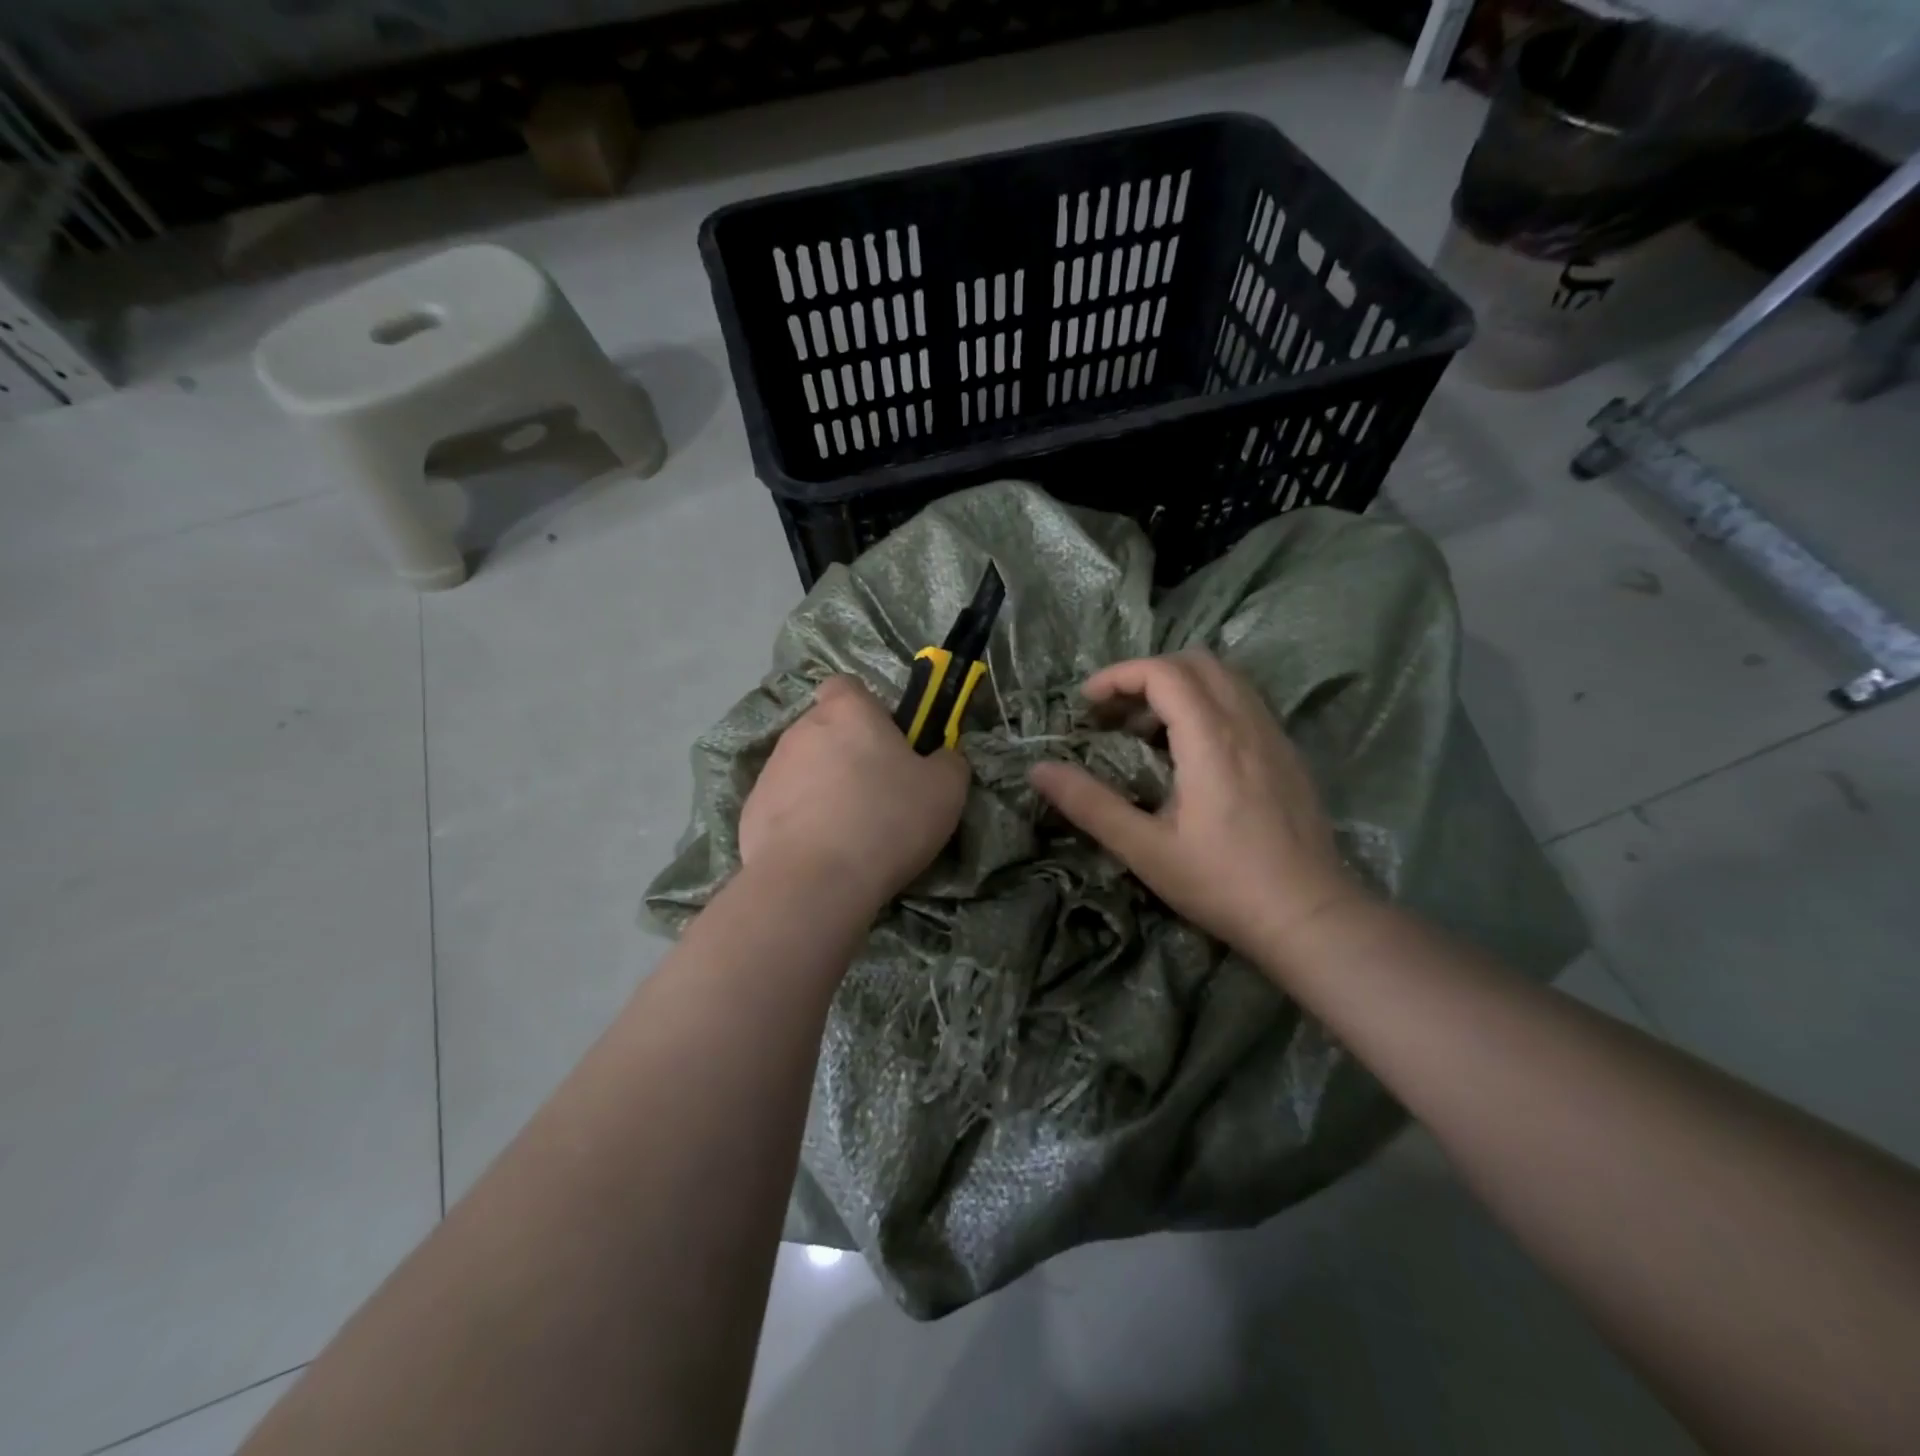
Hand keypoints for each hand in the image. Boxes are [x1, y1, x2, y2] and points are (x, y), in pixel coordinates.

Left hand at [740, 675, 969, 915]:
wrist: (813, 883)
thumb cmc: (886, 821)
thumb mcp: (946, 790)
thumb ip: (948, 761)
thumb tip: (942, 757)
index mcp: (847, 711)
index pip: (847, 686)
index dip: (867, 709)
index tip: (887, 742)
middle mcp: (802, 729)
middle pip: (827, 729)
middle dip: (847, 753)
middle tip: (877, 794)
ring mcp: (770, 770)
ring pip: (804, 769)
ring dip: (823, 788)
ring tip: (848, 832)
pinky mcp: (751, 811)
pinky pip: (784, 806)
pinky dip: (800, 821)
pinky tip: (820, 853)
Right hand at [1028, 651, 1365, 964]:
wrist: (1310, 917)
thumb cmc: (1222, 884)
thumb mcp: (1145, 849)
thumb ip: (1090, 804)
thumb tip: (1038, 770)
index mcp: (1212, 739)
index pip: (1164, 672)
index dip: (1118, 676)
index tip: (1087, 705)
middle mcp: (1247, 723)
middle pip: (1196, 662)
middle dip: (1147, 675)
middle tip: (1115, 714)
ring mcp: (1274, 736)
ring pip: (1225, 678)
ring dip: (1179, 687)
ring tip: (1147, 732)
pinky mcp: (1288, 754)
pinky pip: (1244, 702)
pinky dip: (1207, 704)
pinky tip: (1191, 753)